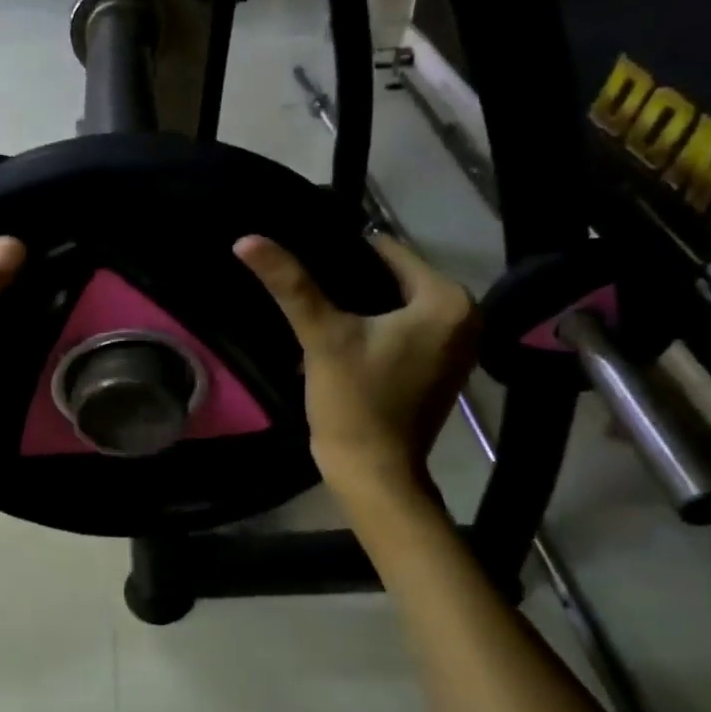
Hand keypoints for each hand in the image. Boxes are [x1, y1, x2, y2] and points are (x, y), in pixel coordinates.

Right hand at [234, 232, 478, 504]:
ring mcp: (454, 344)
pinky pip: (400, 327)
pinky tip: (337, 331)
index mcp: (448, 301)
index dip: (341, 253)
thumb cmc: (355, 400)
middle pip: (392, 278)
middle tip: (303, 284)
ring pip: (394, 303)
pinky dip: (371, 325)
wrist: (372, 472)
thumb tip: (246, 238)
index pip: (388, 252)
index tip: (304, 258)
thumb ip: (289, 283)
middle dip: (349, 280)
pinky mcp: (438, 366)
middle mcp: (464, 317)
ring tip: (314, 304)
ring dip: (357, 303)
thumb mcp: (321, 335)